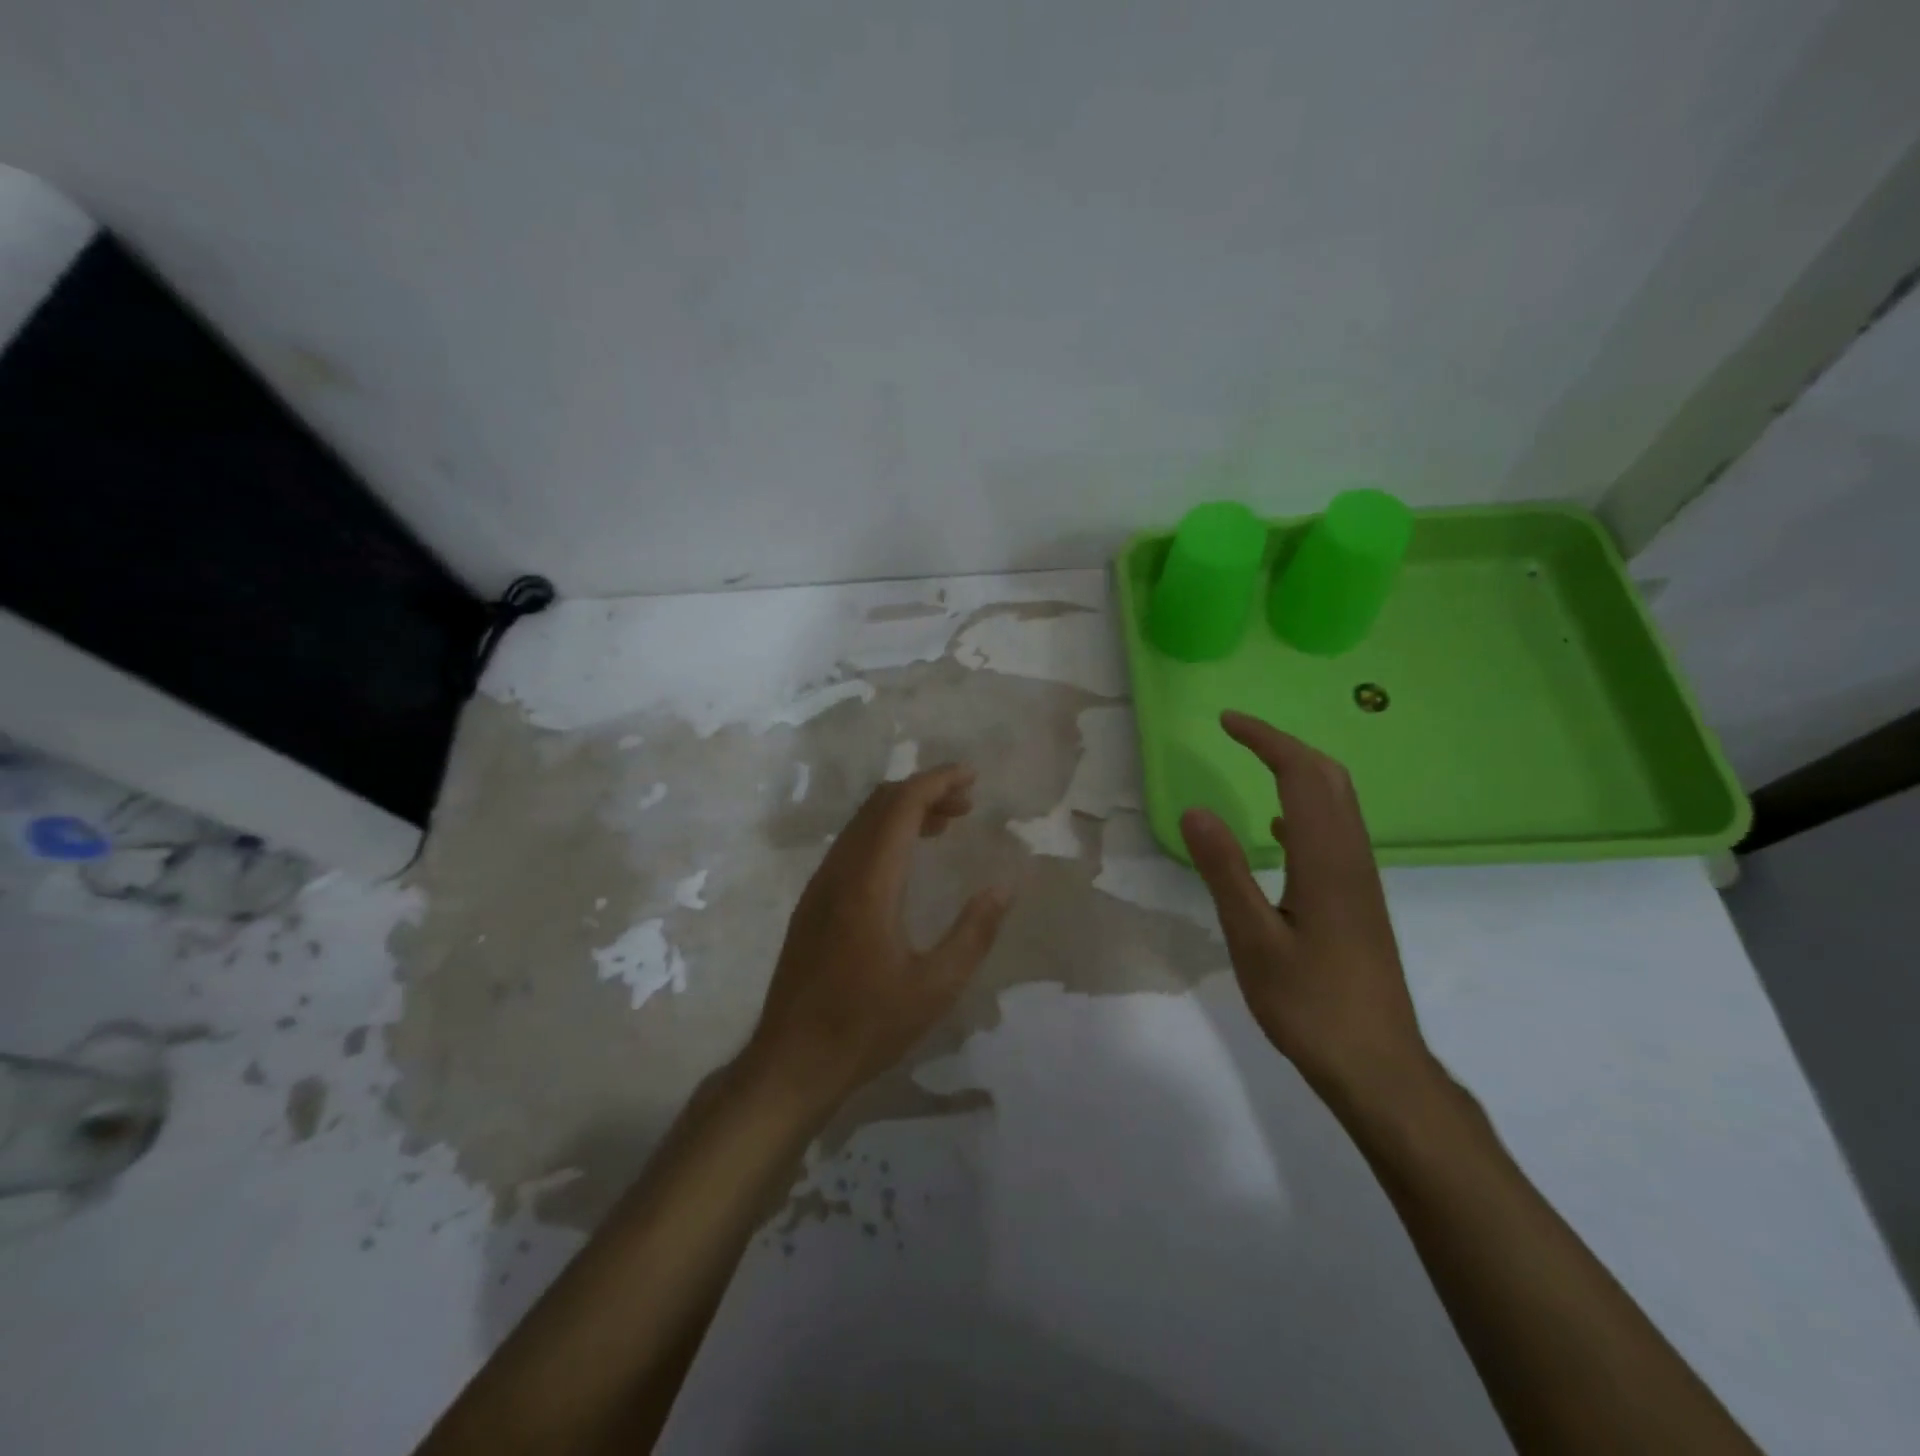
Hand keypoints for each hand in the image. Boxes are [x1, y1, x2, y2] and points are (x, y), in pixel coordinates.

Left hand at [747, 764, 1010, 1110]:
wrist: (791, 1061)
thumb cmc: (866, 1026)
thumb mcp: (935, 987)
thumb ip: (974, 933)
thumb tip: (1003, 886)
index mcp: (868, 883)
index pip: (900, 806)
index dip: (936, 782)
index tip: (971, 776)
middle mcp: (839, 871)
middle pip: (879, 805)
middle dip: (924, 791)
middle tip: (966, 803)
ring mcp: (820, 886)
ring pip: (862, 823)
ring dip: (903, 812)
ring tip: (945, 825)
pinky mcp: (813, 903)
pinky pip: (851, 846)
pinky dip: (884, 834)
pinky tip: (907, 862)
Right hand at [1180, 711, 1432, 1108]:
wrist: (1378, 1066)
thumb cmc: (1309, 1005)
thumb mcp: (1253, 939)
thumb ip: (1224, 871)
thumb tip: (1196, 810)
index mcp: (1325, 859)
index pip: (1300, 774)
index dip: (1265, 739)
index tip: (1226, 721)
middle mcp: (1351, 858)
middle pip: (1329, 778)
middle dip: (1285, 745)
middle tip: (1239, 735)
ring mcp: (1360, 880)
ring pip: (1337, 803)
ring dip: (1298, 772)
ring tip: (1255, 765)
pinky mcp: (1359, 901)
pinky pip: (1335, 832)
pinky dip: (1304, 808)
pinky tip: (1276, 833)